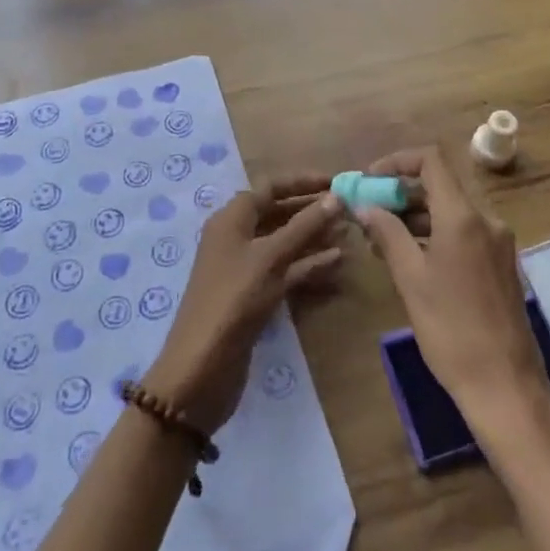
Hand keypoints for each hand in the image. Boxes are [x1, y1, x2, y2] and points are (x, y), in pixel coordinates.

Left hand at [143, 175, 343, 433]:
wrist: (201, 369)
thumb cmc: (234, 300)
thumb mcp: (270, 258)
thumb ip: (304, 227)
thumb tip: (336, 197)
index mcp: (232, 218)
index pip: (270, 187)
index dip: (303, 182)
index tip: (336, 181)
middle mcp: (236, 237)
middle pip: (277, 213)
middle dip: (311, 210)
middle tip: (348, 209)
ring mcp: (244, 268)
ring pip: (283, 242)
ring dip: (313, 237)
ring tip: (348, 233)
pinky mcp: (253, 295)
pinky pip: (284, 269)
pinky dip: (307, 264)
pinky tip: (336, 262)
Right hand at [355, 147, 549, 433]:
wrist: (505, 386)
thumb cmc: (451, 330)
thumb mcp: (410, 278)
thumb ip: (387, 233)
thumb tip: (365, 206)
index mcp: (464, 216)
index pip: (431, 161)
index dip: (397, 162)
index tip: (369, 180)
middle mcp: (486, 220)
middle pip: (440, 185)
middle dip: (401, 192)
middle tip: (368, 211)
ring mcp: (498, 242)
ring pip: (451, 211)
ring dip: (415, 215)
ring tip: (380, 239)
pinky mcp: (501, 264)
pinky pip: (463, 233)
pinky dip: (434, 234)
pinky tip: (410, 257)